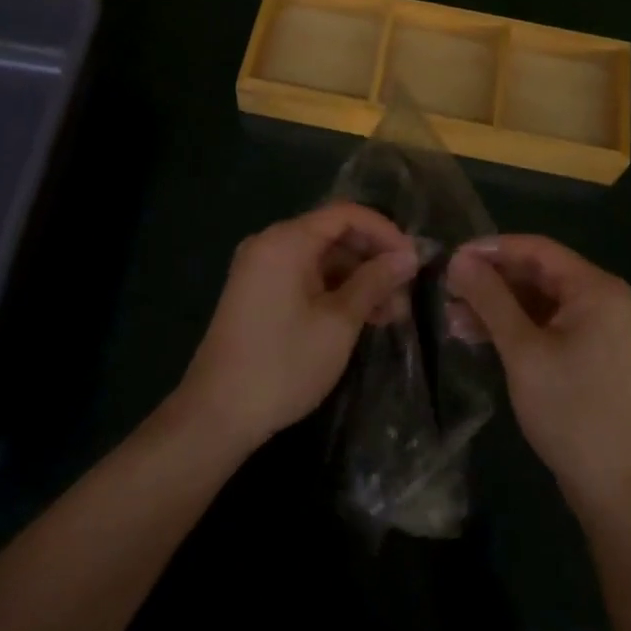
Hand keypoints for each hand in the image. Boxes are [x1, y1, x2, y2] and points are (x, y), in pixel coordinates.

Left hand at [178, 203, 418, 450]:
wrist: (216, 415)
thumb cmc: (283, 364)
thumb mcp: (338, 323)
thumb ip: (374, 282)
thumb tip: (409, 255)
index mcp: (286, 240)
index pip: (346, 215)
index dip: (385, 232)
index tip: (413, 261)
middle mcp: (270, 244)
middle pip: (333, 235)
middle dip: (373, 260)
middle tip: (405, 295)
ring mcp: (261, 268)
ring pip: (321, 259)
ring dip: (357, 280)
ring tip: (390, 315)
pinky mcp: (258, 293)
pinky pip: (304, 277)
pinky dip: (334, 291)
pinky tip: (360, 319)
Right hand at [448, 236, 630, 513]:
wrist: (619, 490)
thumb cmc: (571, 411)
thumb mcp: (523, 351)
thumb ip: (490, 299)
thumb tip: (459, 258)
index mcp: (597, 289)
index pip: (538, 249)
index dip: (492, 249)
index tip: (451, 257)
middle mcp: (605, 300)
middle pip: (540, 275)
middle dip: (492, 282)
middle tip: (448, 290)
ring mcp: (603, 330)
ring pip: (542, 303)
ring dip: (499, 308)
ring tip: (453, 318)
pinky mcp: (595, 356)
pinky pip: (551, 326)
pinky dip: (518, 329)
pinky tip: (480, 338)